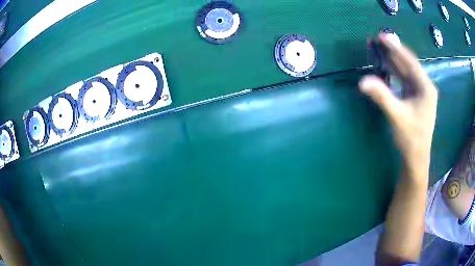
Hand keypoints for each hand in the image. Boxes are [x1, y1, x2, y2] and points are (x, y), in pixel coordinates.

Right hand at [359, 34, 437, 178]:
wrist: (416, 158)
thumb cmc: (410, 138)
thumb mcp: (397, 117)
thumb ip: (382, 96)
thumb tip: (362, 81)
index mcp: (425, 88)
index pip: (411, 62)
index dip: (397, 48)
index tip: (382, 36)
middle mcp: (425, 87)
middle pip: (408, 64)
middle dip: (394, 52)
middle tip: (378, 39)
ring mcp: (420, 93)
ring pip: (406, 72)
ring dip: (393, 61)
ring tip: (379, 48)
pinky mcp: (415, 98)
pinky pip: (404, 80)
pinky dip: (395, 72)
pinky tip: (386, 66)